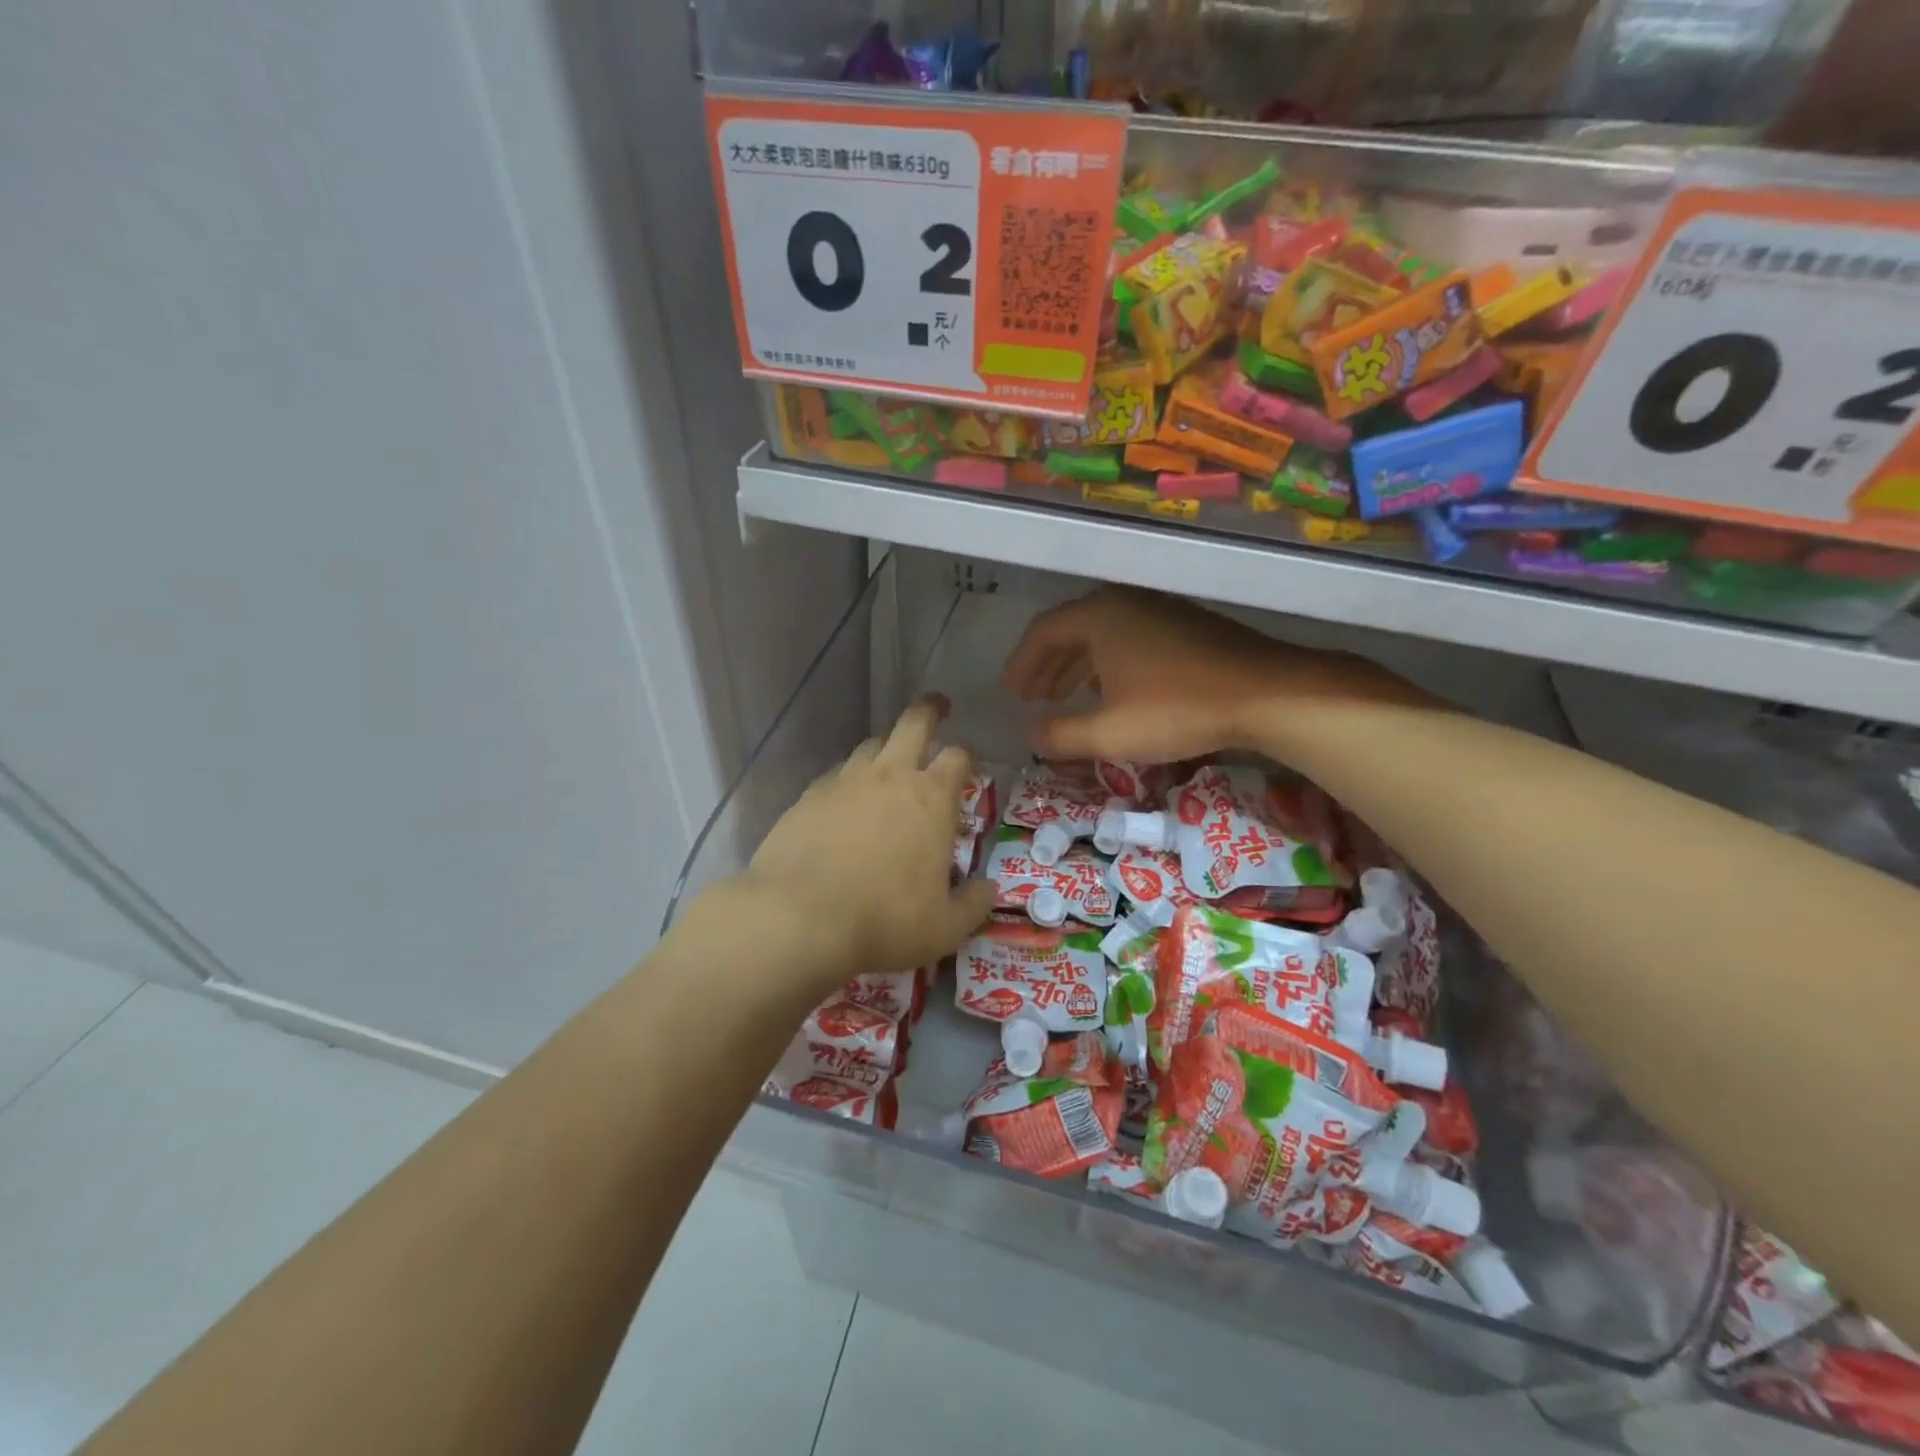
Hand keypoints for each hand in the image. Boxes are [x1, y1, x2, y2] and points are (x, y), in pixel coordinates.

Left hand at [739, 696, 996, 994]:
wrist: (799, 919)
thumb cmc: (885, 921)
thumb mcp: (944, 928)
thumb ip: (973, 905)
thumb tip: (990, 890)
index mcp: (931, 799)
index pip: (957, 757)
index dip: (966, 755)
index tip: (968, 760)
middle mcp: (889, 777)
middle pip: (913, 724)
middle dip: (929, 711)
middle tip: (937, 707)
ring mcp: (844, 782)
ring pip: (870, 745)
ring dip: (886, 747)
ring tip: (889, 760)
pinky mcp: (807, 796)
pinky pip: (835, 775)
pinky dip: (848, 778)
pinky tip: (844, 801)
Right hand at [1002, 587, 1414, 765]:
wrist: (1267, 693)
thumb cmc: (1177, 709)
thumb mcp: (1109, 732)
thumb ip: (1060, 736)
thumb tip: (1029, 736)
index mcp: (1099, 616)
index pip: (1043, 632)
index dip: (1022, 664)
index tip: (1011, 692)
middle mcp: (1125, 603)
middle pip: (1072, 629)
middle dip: (1047, 665)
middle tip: (1031, 696)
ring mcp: (1160, 610)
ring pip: (1104, 635)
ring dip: (1078, 666)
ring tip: (1065, 697)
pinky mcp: (1187, 626)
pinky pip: (1131, 639)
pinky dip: (1109, 664)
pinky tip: (1114, 691)